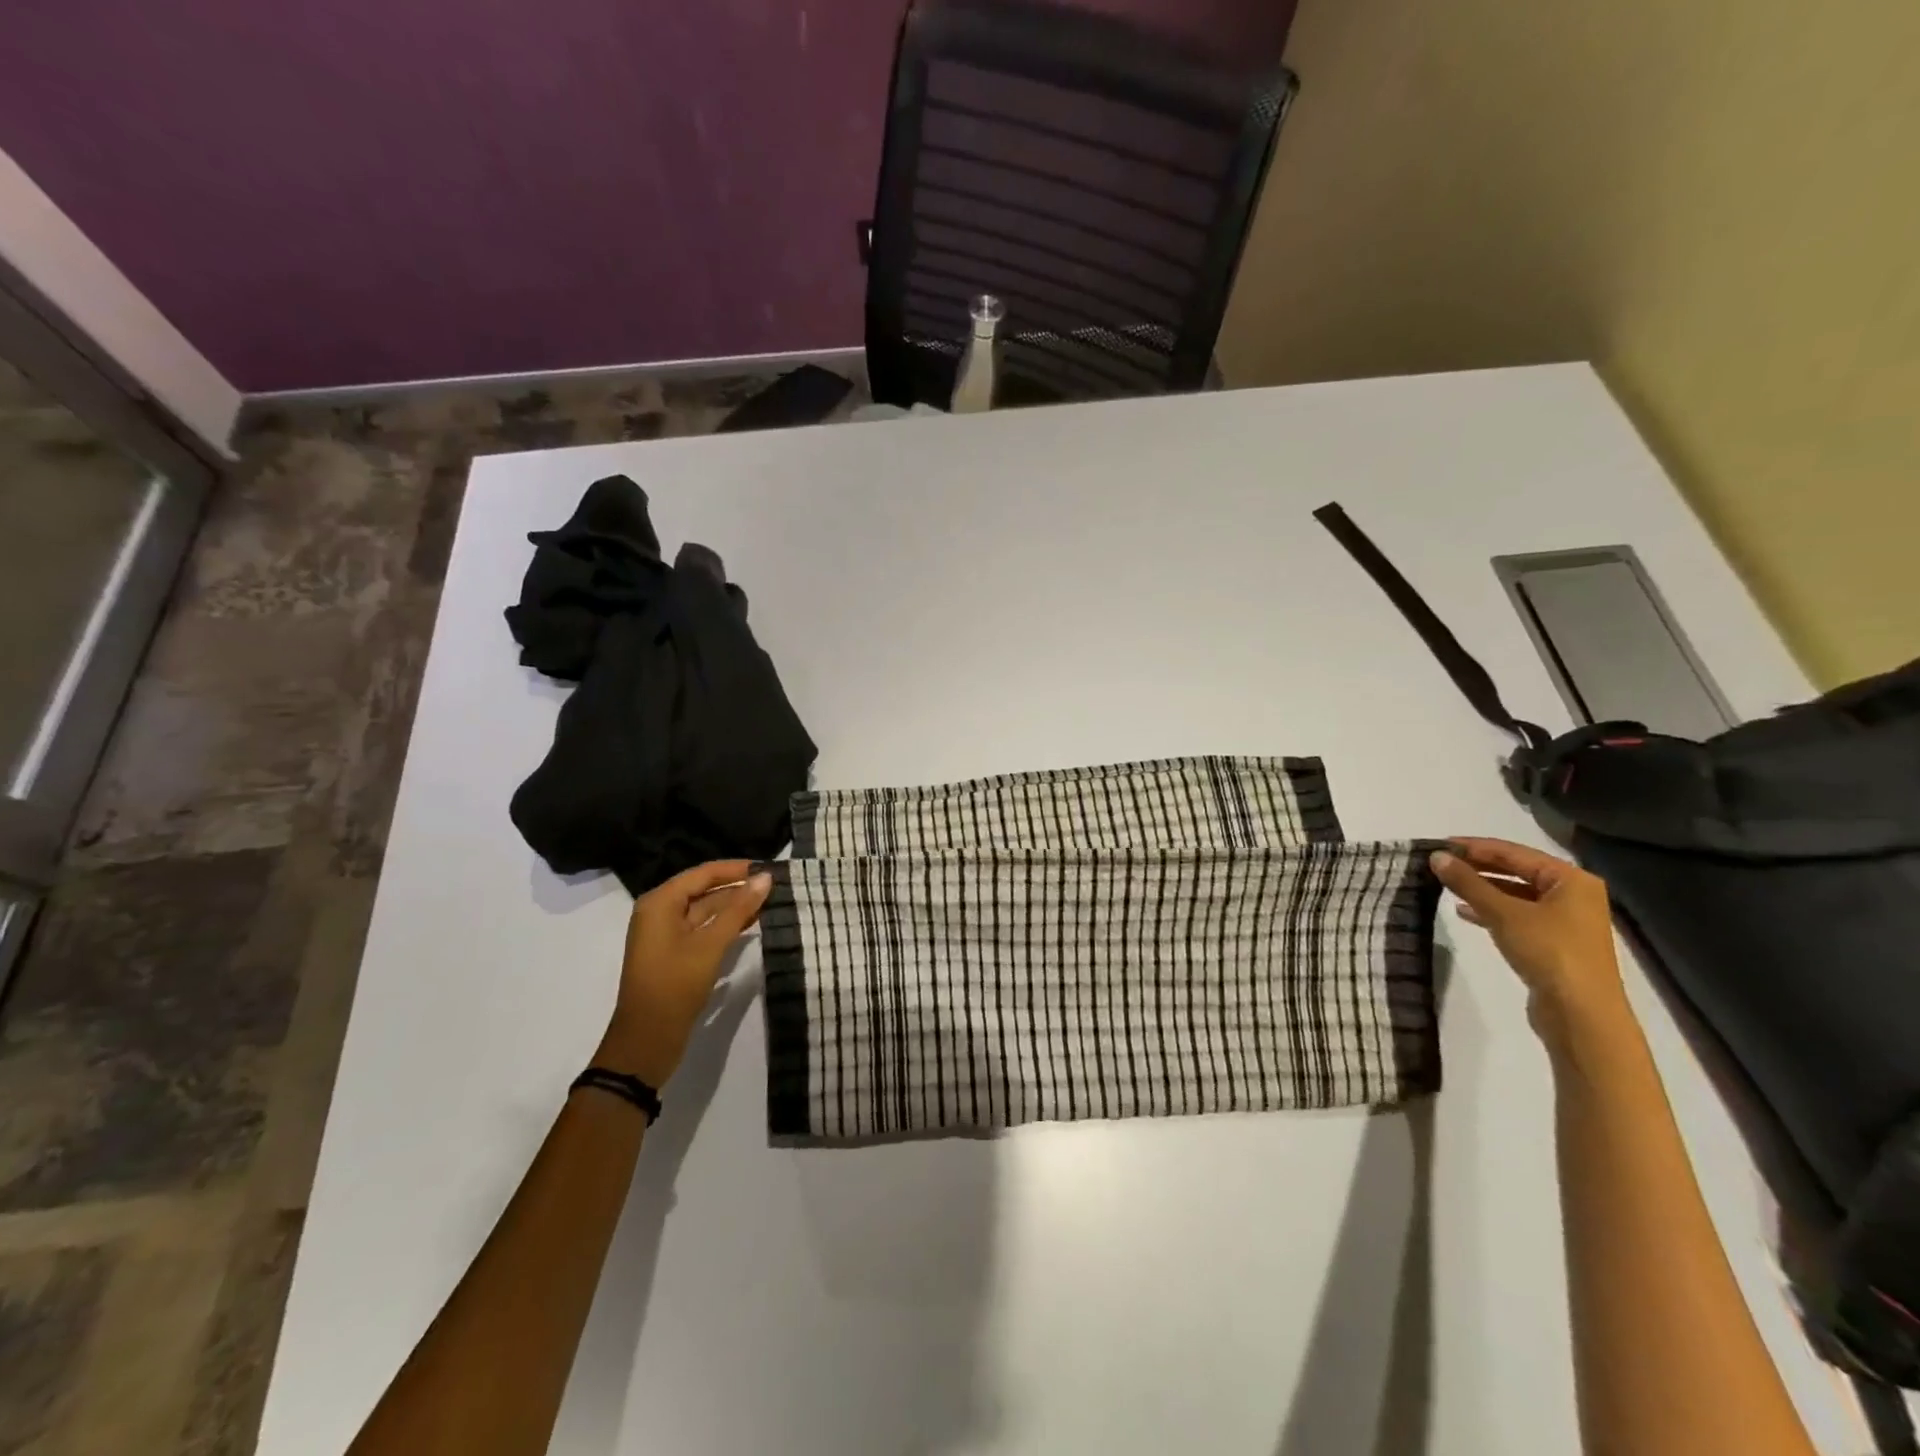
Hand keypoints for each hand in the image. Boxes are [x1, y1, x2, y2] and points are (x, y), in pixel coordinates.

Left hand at [596, 860, 772, 1085]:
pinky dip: (727, 925)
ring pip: (707, 910)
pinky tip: (753, 924)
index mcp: (660, 903)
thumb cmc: (674, 986)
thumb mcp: (710, 945)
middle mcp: (660, 912)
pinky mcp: (676, 954)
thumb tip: (765, 878)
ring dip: (736, 906)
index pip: (704, 873)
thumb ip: (739, 909)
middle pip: (705, 889)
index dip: (737, 868)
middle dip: (738, 887)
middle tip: (776, 885)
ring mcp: (667, 935)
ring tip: (772, 901)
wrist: (647, 1042)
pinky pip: (705, 929)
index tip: (770, 867)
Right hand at [1430, 838, 1632, 1049]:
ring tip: (1445, 885)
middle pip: (1516, 871)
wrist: (1581, 1015)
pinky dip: (1491, 911)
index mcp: (1571, 880)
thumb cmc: (1548, 952)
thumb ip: (1468, 882)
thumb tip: (1436, 856)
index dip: (1474, 847)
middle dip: (1477, 867)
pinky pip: (1517, 915)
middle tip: (1439, 863)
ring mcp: (1565, 921)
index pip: (1514, 852)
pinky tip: (1464, 912)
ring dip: (1481, 889)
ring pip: (1515, 894)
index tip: (1438, 844)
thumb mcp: (1503, 913)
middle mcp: (1573, 895)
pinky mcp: (1553, 943)